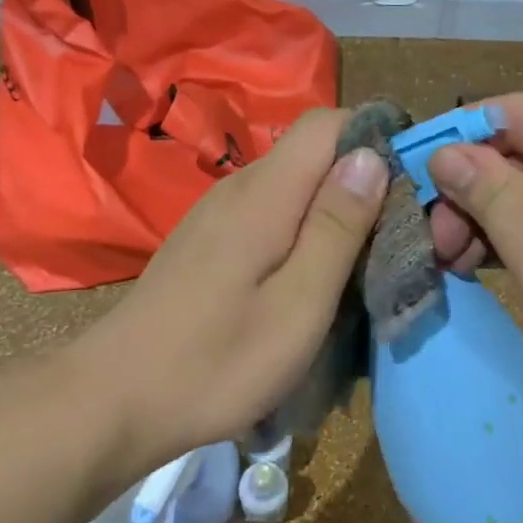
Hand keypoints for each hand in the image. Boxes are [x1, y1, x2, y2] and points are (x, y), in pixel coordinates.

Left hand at [67, 108, 386, 469]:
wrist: (114, 400)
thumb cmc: (216, 362)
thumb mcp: (298, 305)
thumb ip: (337, 227)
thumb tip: (371, 156)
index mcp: (265, 193)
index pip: (327, 123)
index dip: (374, 139)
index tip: (408, 186)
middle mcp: (239, 186)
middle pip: (313, 152)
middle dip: (361, 180)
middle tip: (392, 238)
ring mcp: (218, 212)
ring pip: (294, 184)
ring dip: (333, 210)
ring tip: (358, 264)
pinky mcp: (208, 238)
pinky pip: (270, 211)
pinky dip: (303, 230)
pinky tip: (307, 278)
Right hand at [426, 93, 522, 422]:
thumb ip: (494, 197)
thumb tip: (444, 153)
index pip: (510, 111)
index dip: (454, 138)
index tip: (409, 178)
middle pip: (520, 152)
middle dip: (469, 192)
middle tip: (432, 243)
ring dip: (489, 221)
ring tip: (453, 263)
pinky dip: (520, 241)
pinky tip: (486, 270)